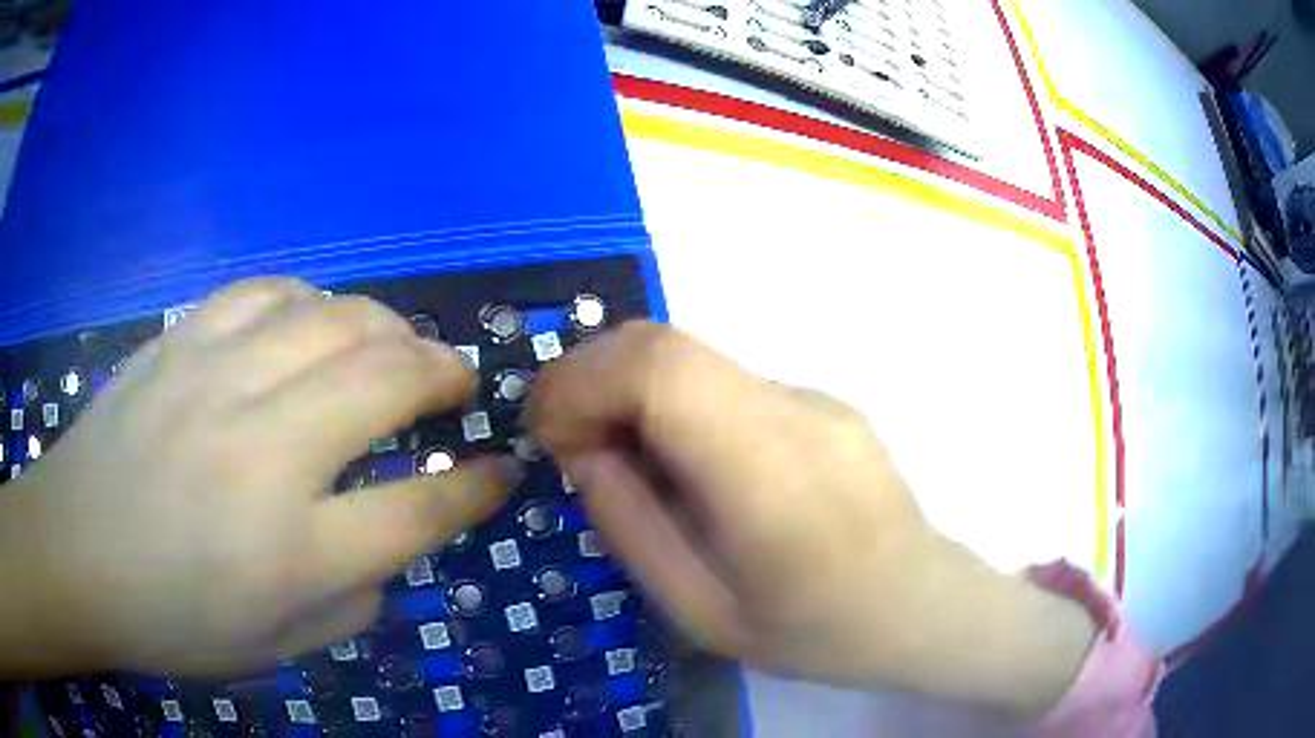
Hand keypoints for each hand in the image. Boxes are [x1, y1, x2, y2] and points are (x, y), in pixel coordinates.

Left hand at [0, 278, 517, 677]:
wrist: (75, 554)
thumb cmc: (173, 620)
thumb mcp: (277, 648)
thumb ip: (353, 599)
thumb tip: (391, 541)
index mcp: (293, 552)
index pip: (420, 509)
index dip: (475, 488)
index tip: (500, 471)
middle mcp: (265, 453)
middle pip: (388, 381)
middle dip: (445, 375)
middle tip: (458, 383)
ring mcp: (218, 381)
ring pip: (336, 318)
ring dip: (388, 328)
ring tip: (398, 347)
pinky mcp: (182, 342)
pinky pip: (268, 292)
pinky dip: (313, 301)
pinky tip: (315, 322)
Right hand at [528, 323, 1095, 715]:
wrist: (922, 605)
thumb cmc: (817, 633)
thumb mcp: (702, 615)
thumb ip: (632, 527)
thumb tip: (584, 451)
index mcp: (771, 481)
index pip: (661, 371)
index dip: (581, 384)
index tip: (551, 436)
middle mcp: (797, 413)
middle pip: (666, 343)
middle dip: (589, 377)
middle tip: (570, 442)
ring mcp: (815, 397)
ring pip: (691, 356)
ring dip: (629, 390)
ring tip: (623, 459)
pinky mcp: (821, 399)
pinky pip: (723, 381)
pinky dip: (674, 404)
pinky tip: (688, 466)